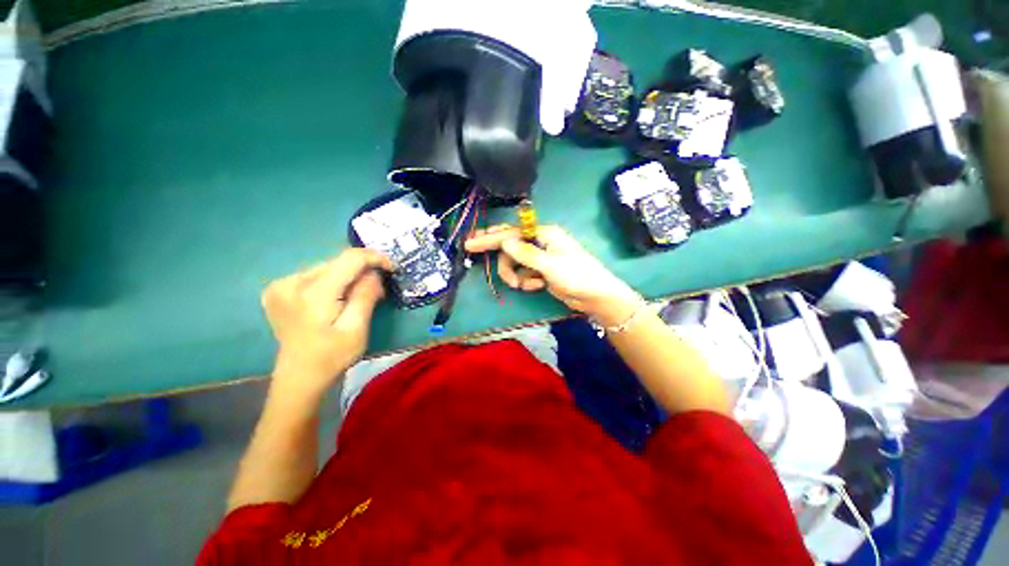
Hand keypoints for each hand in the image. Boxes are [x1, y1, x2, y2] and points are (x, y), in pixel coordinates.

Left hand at [261, 249, 392, 400]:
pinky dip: (332, 282)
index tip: (391, 267)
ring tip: (358, 298)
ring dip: (348, 277)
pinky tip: (337, 298)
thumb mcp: (357, 329)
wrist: (299, 378)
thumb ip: (365, 296)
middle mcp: (291, 282)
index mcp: (313, 293)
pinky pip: (314, 275)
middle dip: (362, 272)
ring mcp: (280, 285)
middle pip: (337, 262)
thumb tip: (373, 273)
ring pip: (327, 268)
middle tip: (377, 292)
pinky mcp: (278, 290)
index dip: (374, 258)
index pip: (349, 259)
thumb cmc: (332, 357)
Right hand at [465, 225, 640, 326]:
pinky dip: (526, 281)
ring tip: (524, 285)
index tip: (470, 243)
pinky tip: (536, 286)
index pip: (511, 234)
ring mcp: (541, 258)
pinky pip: (524, 273)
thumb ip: (525, 253)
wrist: (595, 297)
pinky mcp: (542, 272)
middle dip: (505, 261)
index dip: (490, 238)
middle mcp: (541, 242)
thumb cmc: (576, 276)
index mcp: (544, 234)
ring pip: (516, 263)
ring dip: (516, 275)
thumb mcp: (549, 265)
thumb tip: (504, 241)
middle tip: (499, 272)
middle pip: (511, 247)